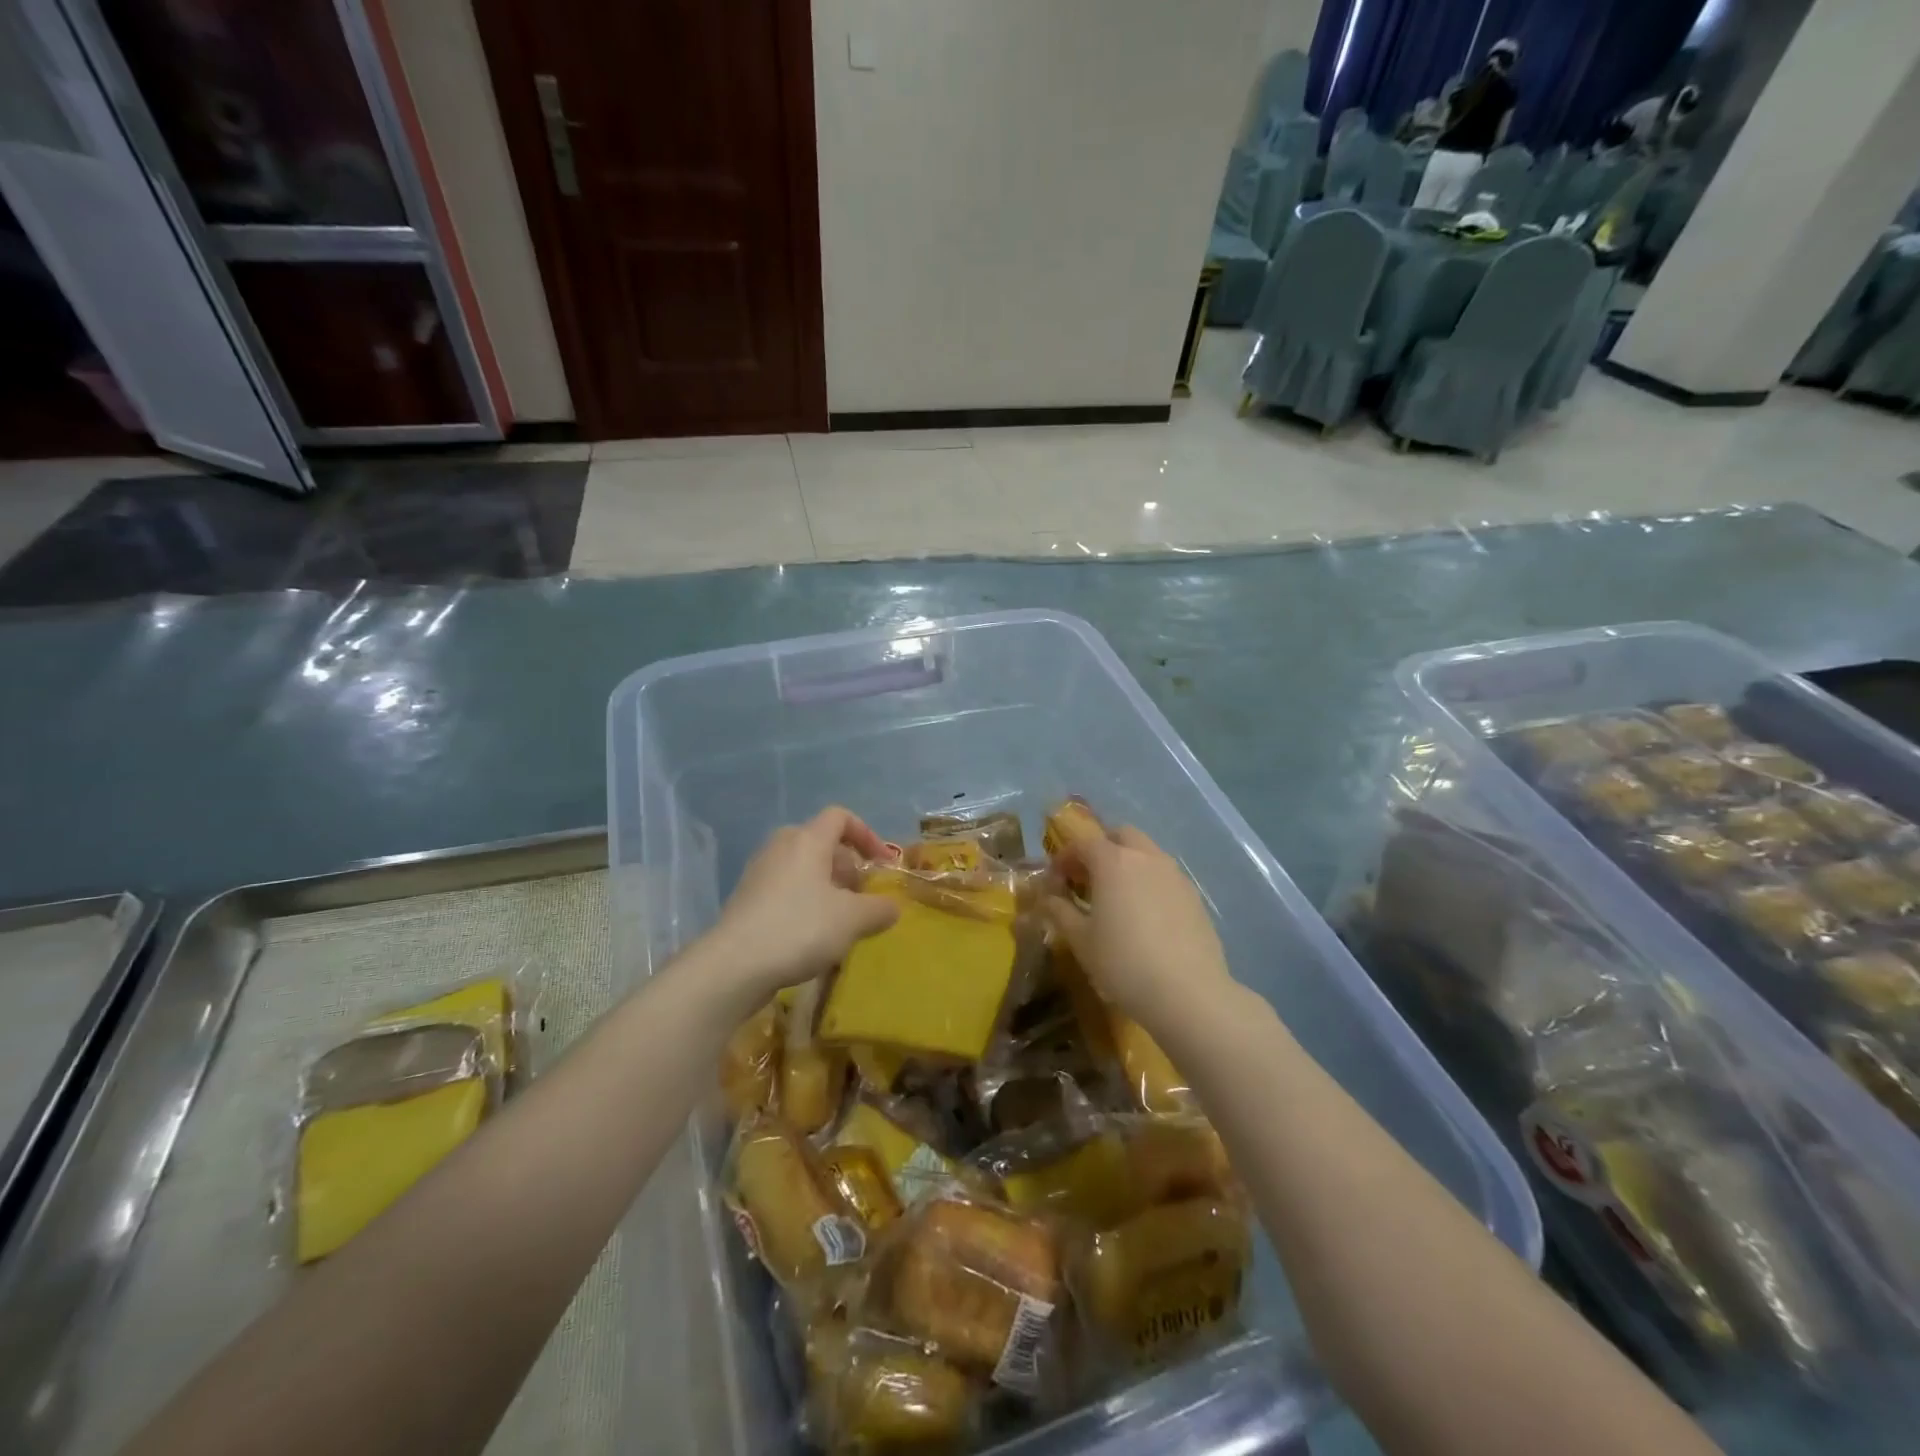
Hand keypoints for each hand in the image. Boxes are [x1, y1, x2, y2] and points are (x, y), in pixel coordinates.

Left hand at [699, 807, 898, 1002]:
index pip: (841, 817)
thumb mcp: (853, 920)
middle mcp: (781, 847)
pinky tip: (813, 936)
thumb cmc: (800, 928)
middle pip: (822, 843)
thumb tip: (891, 907)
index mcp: (807, 840)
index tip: (882, 864)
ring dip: (827, 887)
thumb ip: (879, 909)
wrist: (734, 965)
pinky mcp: (746, 899)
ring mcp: (759, 872)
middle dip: (848, 866)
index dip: (867, 835)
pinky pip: (786, 889)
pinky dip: (805, 902)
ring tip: (841, 920)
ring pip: (803, 868)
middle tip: (862, 895)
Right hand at [1043, 826, 1231, 1026]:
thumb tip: (1048, 898)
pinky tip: (1144, 916)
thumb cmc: (1123, 962)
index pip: (1084, 843)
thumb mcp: (1081, 940)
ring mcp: (1175, 875)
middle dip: (1101, 848)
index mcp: (1114, 862)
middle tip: (1087, 878)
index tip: (1055, 878)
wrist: (1188, 993)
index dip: (1065, 856)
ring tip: (1116, 897)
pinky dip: (1149, 883)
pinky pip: (1165, 877)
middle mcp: (1146, 858)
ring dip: (1128, 864)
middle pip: (1121, 835)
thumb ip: (1061, 912)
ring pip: (1147, 853)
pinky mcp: (1194, 897)